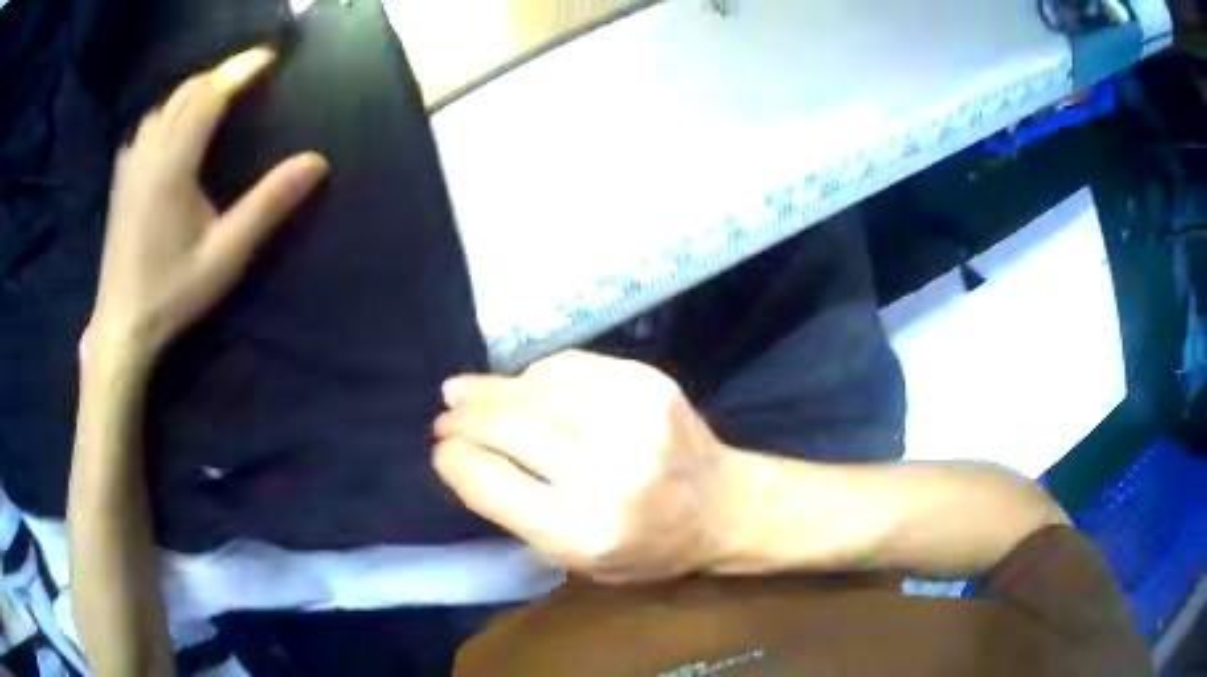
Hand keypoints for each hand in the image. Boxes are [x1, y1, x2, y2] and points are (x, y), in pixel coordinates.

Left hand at [89, 47, 328, 361]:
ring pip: (164, 106)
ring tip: (216, 94)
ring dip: (194, 90)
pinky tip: (173, 126)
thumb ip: (269, 204)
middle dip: (219, 74)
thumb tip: (317, 161)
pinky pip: (146, 126)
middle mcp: (150, 153)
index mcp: (174, 164)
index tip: (269, 57)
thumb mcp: (227, 254)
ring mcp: (131, 165)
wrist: (123, 324)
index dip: (240, 70)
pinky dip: (167, 112)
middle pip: (186, 92)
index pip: (210, 96)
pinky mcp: (121, 180)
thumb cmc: (173, 292)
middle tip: (248, 74)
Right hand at [433, 351, 732, 583]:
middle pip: (509, 427)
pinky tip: (523, 384)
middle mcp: (608, 473)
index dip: (455, 460)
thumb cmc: (647, 547)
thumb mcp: (577, 559)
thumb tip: (462, 455)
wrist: (723, 505)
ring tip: (465, 392)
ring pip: (535, 390)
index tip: (442, 450)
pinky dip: (536, 375)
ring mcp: (633, 420)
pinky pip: (571, 366)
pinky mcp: (650, 384)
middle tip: (445, 415)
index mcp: (585, 532)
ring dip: (491, 389)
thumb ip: (518, 511)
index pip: (492, 484)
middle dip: (465, 418)